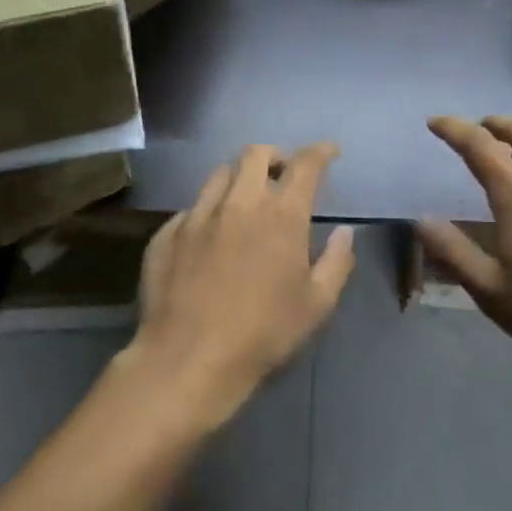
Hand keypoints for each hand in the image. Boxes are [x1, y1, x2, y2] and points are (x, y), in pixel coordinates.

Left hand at [129, 143, 355, 424]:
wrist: (188, 359)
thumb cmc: (263, 333)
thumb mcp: (317, 304)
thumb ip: (336, 262)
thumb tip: (345, 232)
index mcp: (281, 213)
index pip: (305, 164)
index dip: (320, 151)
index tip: (328, 151)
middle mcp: (239, 201)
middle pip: (256, 153)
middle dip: (275, 156)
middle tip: (282, 175)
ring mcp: (198, 215)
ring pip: (219, 174)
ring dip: (239, 178)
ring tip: (244, 200)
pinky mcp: (167, 234)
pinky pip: (191, 208)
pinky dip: (208, 212)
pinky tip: (209, 237)